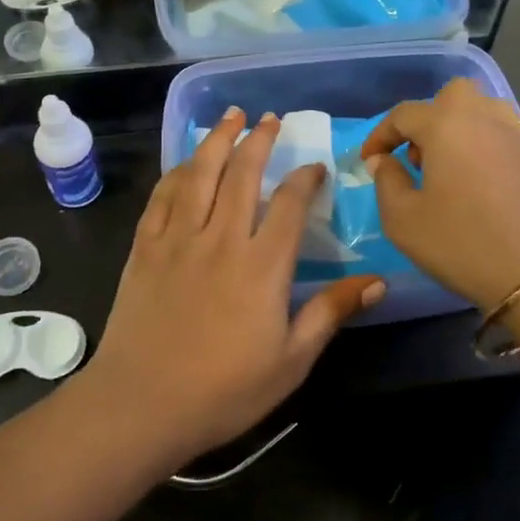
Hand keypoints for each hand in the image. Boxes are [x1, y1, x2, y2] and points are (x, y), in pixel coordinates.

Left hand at [84, 109, 385, 462]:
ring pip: (201, 173)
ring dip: (218, 139)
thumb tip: (378, 282)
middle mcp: (222, 238)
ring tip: (231, 116)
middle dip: (260, 140)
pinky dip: (178, 172)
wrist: (141, 405)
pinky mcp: (146, 246)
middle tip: (270, 119)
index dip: (305, 179)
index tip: (314, 168)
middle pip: (243, 173)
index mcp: (262, 265)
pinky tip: (186, 162)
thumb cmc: (224, 391)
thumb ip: (331, 314)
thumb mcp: (291, 362)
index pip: (290, 204)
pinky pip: (163, 196)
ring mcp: (179, 238)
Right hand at [360, 79, 519, 310]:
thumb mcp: (403, 219)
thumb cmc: (460, 243)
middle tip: (416, 157)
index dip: (380, 135)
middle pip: (450, 97)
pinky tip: (474, 182)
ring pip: (481, 111)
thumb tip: (382, 160)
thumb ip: (386, 180)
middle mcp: (484, 118)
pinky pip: (500, 136)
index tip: (368, 161)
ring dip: (457, 128)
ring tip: (445, 167)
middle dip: (427, 119)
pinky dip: (481, 146)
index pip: (403, 115)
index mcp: (447, 125)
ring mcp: (516, 137)